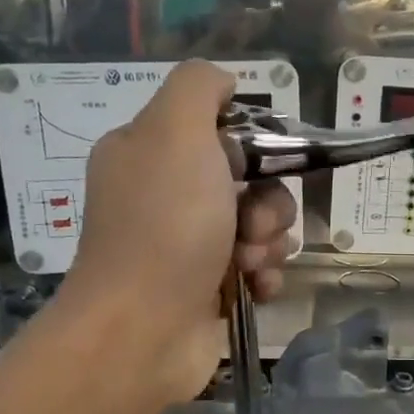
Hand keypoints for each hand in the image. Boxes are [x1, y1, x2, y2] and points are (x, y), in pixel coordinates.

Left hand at [59, 61, 297, 407]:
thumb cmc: (164, 227)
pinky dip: (264, 276)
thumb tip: (224, 82)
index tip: (257, 165)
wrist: (143, 331)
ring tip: (249, 263)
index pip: (218, 132)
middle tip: (252, 226)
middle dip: (267, 203)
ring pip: (260, 227)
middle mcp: (166, 197)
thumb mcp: (174, 133)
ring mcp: (187, 247)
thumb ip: (199, 89)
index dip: (250, 147)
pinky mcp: (208, 289)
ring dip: (270, 242)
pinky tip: (255, 288)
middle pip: (249, 182)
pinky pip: (257, 269)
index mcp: (148, 153)